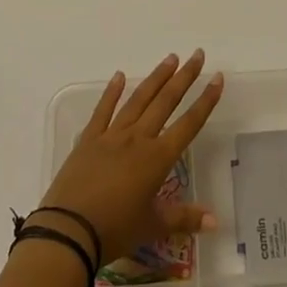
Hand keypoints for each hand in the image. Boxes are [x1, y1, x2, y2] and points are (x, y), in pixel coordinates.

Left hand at [34, 51, 223, 264]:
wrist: (69, 231)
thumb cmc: (115, 230)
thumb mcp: (152, 227)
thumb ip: (184, 219)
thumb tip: (216, 221)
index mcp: (157, 158)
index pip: (188, 124)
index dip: (206, 101)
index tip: (217, 77)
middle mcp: (138, 139)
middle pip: (165, 102)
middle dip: (184, 77)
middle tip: (197, 55)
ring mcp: (112, 135)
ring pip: (139, 100)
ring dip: (156, 78)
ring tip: (170, 58)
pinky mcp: (89, 139)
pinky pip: (103, 110)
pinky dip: (112, 92)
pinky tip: (120, 75)